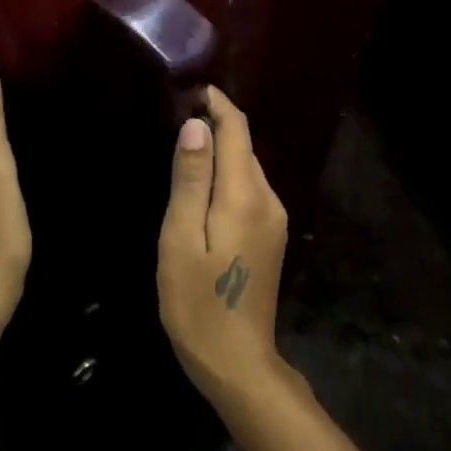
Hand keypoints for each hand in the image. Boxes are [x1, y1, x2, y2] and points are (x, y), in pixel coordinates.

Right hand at [157, 86, 288, 404]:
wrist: (237, 363)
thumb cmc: (198, 303)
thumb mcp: (181, 239)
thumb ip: (190, 180)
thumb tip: (196, 126)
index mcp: (246, 196)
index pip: (237, 130)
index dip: (216, 104)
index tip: (189, 88)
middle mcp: (269, 200)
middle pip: (245, 146)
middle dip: (216, 124)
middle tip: (176, 113)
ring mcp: (275, 220)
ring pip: (247, 168)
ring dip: (221, 149)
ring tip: (183, 144)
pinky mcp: (271, 236)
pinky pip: (249, 189)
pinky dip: (227, 175)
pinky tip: (202, 185)